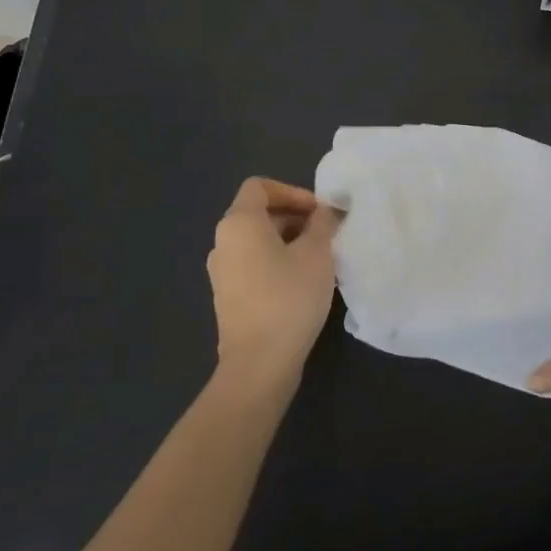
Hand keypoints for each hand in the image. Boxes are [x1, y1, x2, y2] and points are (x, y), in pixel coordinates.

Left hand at [206, 177, 340, 389]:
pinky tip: (304, 282)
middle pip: (259, 213)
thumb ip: (323, 223)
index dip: (293, 191)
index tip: (319, 212)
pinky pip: (254, 264)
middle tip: (327, 234)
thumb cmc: (289, 297)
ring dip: (290, 241)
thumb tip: (327, 209)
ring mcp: (222, 272)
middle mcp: (223, 242)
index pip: (260, 186)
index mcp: (239, 223)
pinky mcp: (229, 297)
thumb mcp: (317, 253)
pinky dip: (278, 262)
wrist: (259, 364)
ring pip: (258, 241)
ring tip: (321, 258)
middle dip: (296, 217)